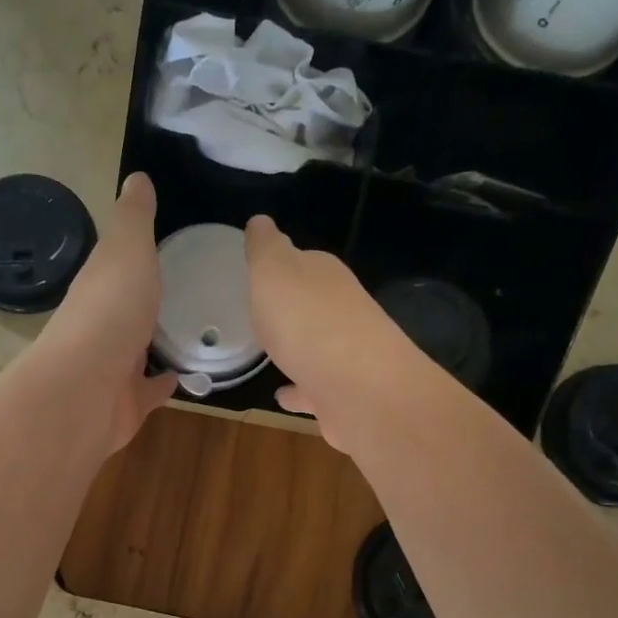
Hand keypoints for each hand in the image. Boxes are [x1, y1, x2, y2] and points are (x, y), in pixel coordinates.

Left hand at [37, 172, 175, 452]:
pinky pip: (150, 391)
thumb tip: (137, 177)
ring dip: (157, 342)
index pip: (117, 265)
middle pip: (126, 309)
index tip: (167, 243)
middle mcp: (101, 326)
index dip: (136, 254)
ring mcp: (112, 368)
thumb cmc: (110, 311)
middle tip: (190, 289)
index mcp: (99, 286)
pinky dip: (165, 384)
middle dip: (147, 300)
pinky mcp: (127, 404)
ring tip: (196, 330)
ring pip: (137, 351)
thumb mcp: (127, 249)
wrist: (86, 390)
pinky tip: (189, 376)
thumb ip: (134, 218)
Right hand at [243, 214, 419, 452]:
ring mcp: (345, 355)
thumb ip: (265, 247)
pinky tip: (282, 395)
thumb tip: (260, 221)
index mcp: (324, 276)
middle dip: (292, 306)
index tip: (260, 274)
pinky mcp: (342, 394)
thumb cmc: (307, 321)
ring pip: (315, 346)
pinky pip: (313, 389)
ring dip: (297, 347)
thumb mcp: (273, 271)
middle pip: (313, 303)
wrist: (356, 387)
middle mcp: (341, 311)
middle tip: (263, 313)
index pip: (303, 262)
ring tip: (270, 354)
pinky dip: (298, 390)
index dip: (282, 266)